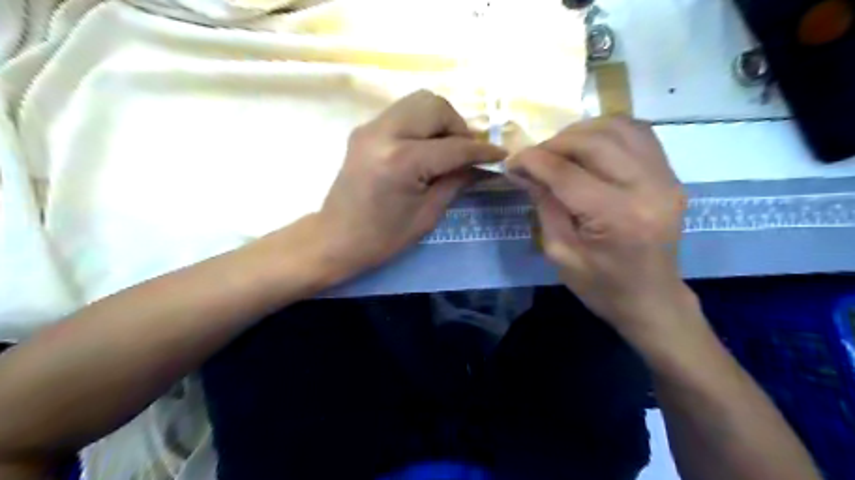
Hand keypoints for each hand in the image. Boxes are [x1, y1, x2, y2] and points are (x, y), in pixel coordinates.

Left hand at [319, 91, 505, 272]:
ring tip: (446, 148)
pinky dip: (422, 123)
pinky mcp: (365, 129)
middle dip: (458, 127)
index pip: (453, 146)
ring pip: (419, 101)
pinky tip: (426, 147)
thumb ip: (456, 181)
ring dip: (440, 121)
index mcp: (401, 160)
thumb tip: (480, 165)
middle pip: (435, 106)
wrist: (336, 239)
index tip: (500, 155)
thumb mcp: (427, 214)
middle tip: (465, 153)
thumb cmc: (383, 237)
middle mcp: (384, 133)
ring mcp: (370, 127)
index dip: (480, 151)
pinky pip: (403, 112)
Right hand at [507, 116, 685, 337]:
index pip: (567, 173)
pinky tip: (588, 146)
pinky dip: (607, 131)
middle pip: (594, 142)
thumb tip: (524, 170)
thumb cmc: (601, 286)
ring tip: (559, 149)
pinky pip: (637, 133)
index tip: (511, 161)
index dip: (533, 161)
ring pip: (618, 128)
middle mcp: (647, 188)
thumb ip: (544, 205)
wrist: (651, 299)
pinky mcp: (670, 174)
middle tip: (533, 157)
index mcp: (616, 217)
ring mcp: (665, 177)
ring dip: (581, 132)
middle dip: (554, 143)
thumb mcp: (560, 252)